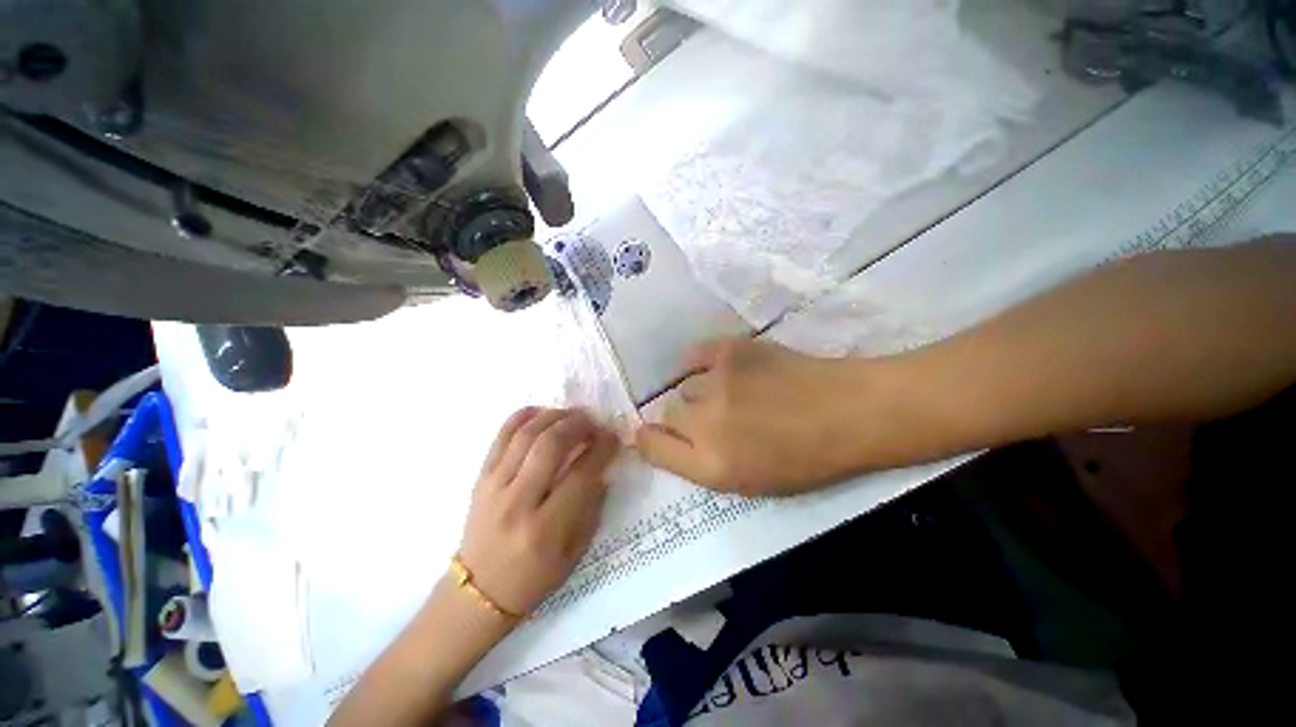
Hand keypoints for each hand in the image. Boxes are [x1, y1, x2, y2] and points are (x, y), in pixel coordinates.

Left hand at [458, 408, 619, 616]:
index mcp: (545, 530)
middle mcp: (518, 503)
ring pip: (526, 434)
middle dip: (578, 425)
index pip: (580, 475)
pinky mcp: (480, 478)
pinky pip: (501, 436)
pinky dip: (523, 417)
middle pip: (550, 446)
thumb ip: (592, 507)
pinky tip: (542, 412)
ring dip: (555, 416)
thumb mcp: (575, 553)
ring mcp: (494, 487)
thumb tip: (601, 467)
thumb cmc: (534, 577)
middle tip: (593, 421)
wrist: (479, 590)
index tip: (613, 437)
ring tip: (572, 415)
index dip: (602, 449)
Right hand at [635, 338, 877, 495]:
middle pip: (666, 413)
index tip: (653, 435)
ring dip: (700, 393)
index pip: (652, 447)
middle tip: (714, 417)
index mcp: (712, 466)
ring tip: (731, 393)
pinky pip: (694, 356)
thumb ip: (699, 463)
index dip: (648, 440)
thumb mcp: (749, 481)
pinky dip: (701, 364)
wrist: (848, 412)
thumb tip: (660, 438)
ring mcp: (716, 383)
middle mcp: (706, 424)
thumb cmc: (805, 458)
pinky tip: (723, 369)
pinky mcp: (729, 351)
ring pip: (684, 386)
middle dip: (684, 419)